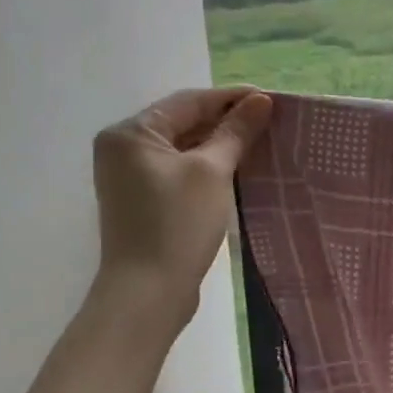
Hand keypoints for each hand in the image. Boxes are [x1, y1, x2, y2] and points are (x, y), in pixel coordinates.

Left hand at [89, 87, 272, 329]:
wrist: (148, 293)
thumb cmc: (177, 224)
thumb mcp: (212, 172)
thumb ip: (235, 132)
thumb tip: (260, 101)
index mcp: (130, 133)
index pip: (188, 102)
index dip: (231, 98)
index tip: (270, 99)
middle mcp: (123, 149)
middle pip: (182, 122)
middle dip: (226, 121)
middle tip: (269, 121)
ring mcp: (129, 177)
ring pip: (182, 148)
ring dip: (218, 144)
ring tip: (259, 141)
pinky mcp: (142, 201)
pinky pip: (178, 171)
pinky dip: (206, 166)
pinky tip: (236, 168)